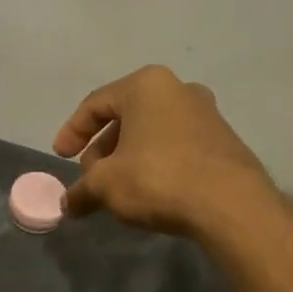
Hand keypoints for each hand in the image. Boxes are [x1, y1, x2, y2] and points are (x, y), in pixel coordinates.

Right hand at [54, 66, 277, 237]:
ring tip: (116, 188)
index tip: (61, 157)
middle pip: (125, 117)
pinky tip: (148, 192)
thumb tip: (67, 205)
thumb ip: (81, 191)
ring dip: (127, 158)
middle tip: (90, 176)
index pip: (95, 104)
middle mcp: (178, 90)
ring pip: (151, 132)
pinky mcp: (223, 141)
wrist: (231, 205)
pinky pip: (175, 146)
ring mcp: (206, 114)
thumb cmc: (157, 179)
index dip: (72, 132)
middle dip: (102, 148)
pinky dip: (154, 164)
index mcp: (146, 86)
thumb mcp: (105, 185)